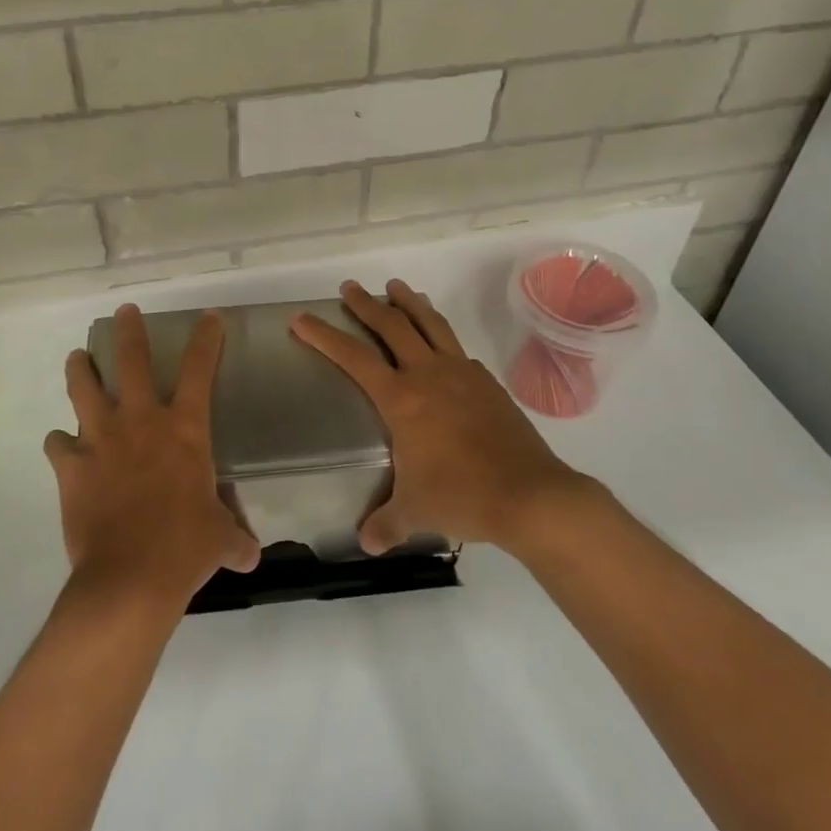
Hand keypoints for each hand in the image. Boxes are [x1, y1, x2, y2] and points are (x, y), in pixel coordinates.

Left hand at [46, 305, 259, 607]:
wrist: (130, 577)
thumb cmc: (185, 548)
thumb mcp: (220, 539)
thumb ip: (234, 538)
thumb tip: (251, 555)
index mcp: (183, 429)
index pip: (199, 370)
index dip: (206, 340)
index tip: (208, 318)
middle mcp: (141, 421)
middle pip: (132, 360)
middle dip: (130, 331)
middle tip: (125, 312)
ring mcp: (101, 439)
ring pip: (84, 388)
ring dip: (80, 370)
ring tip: (76, 358)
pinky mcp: (71, 466)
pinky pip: (57, 444)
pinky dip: (59, 442)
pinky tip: (61, 445)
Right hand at [290, 279, 583, 554]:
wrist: (529, 495)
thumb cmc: (461, 497)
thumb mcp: (414, 512)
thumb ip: (385, 523)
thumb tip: (367, 542)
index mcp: (402, 399)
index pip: (353, 357)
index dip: (324, 336)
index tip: (302, 318)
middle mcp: (429, 375)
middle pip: (392, 326)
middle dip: (366, 304)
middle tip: (350, 287)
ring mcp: (463, 374)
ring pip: (431, 324)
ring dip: (410, 302)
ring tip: (397, 287)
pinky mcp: (488, 382)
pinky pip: (457, 348)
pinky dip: (441, 336)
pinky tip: (441, 345)